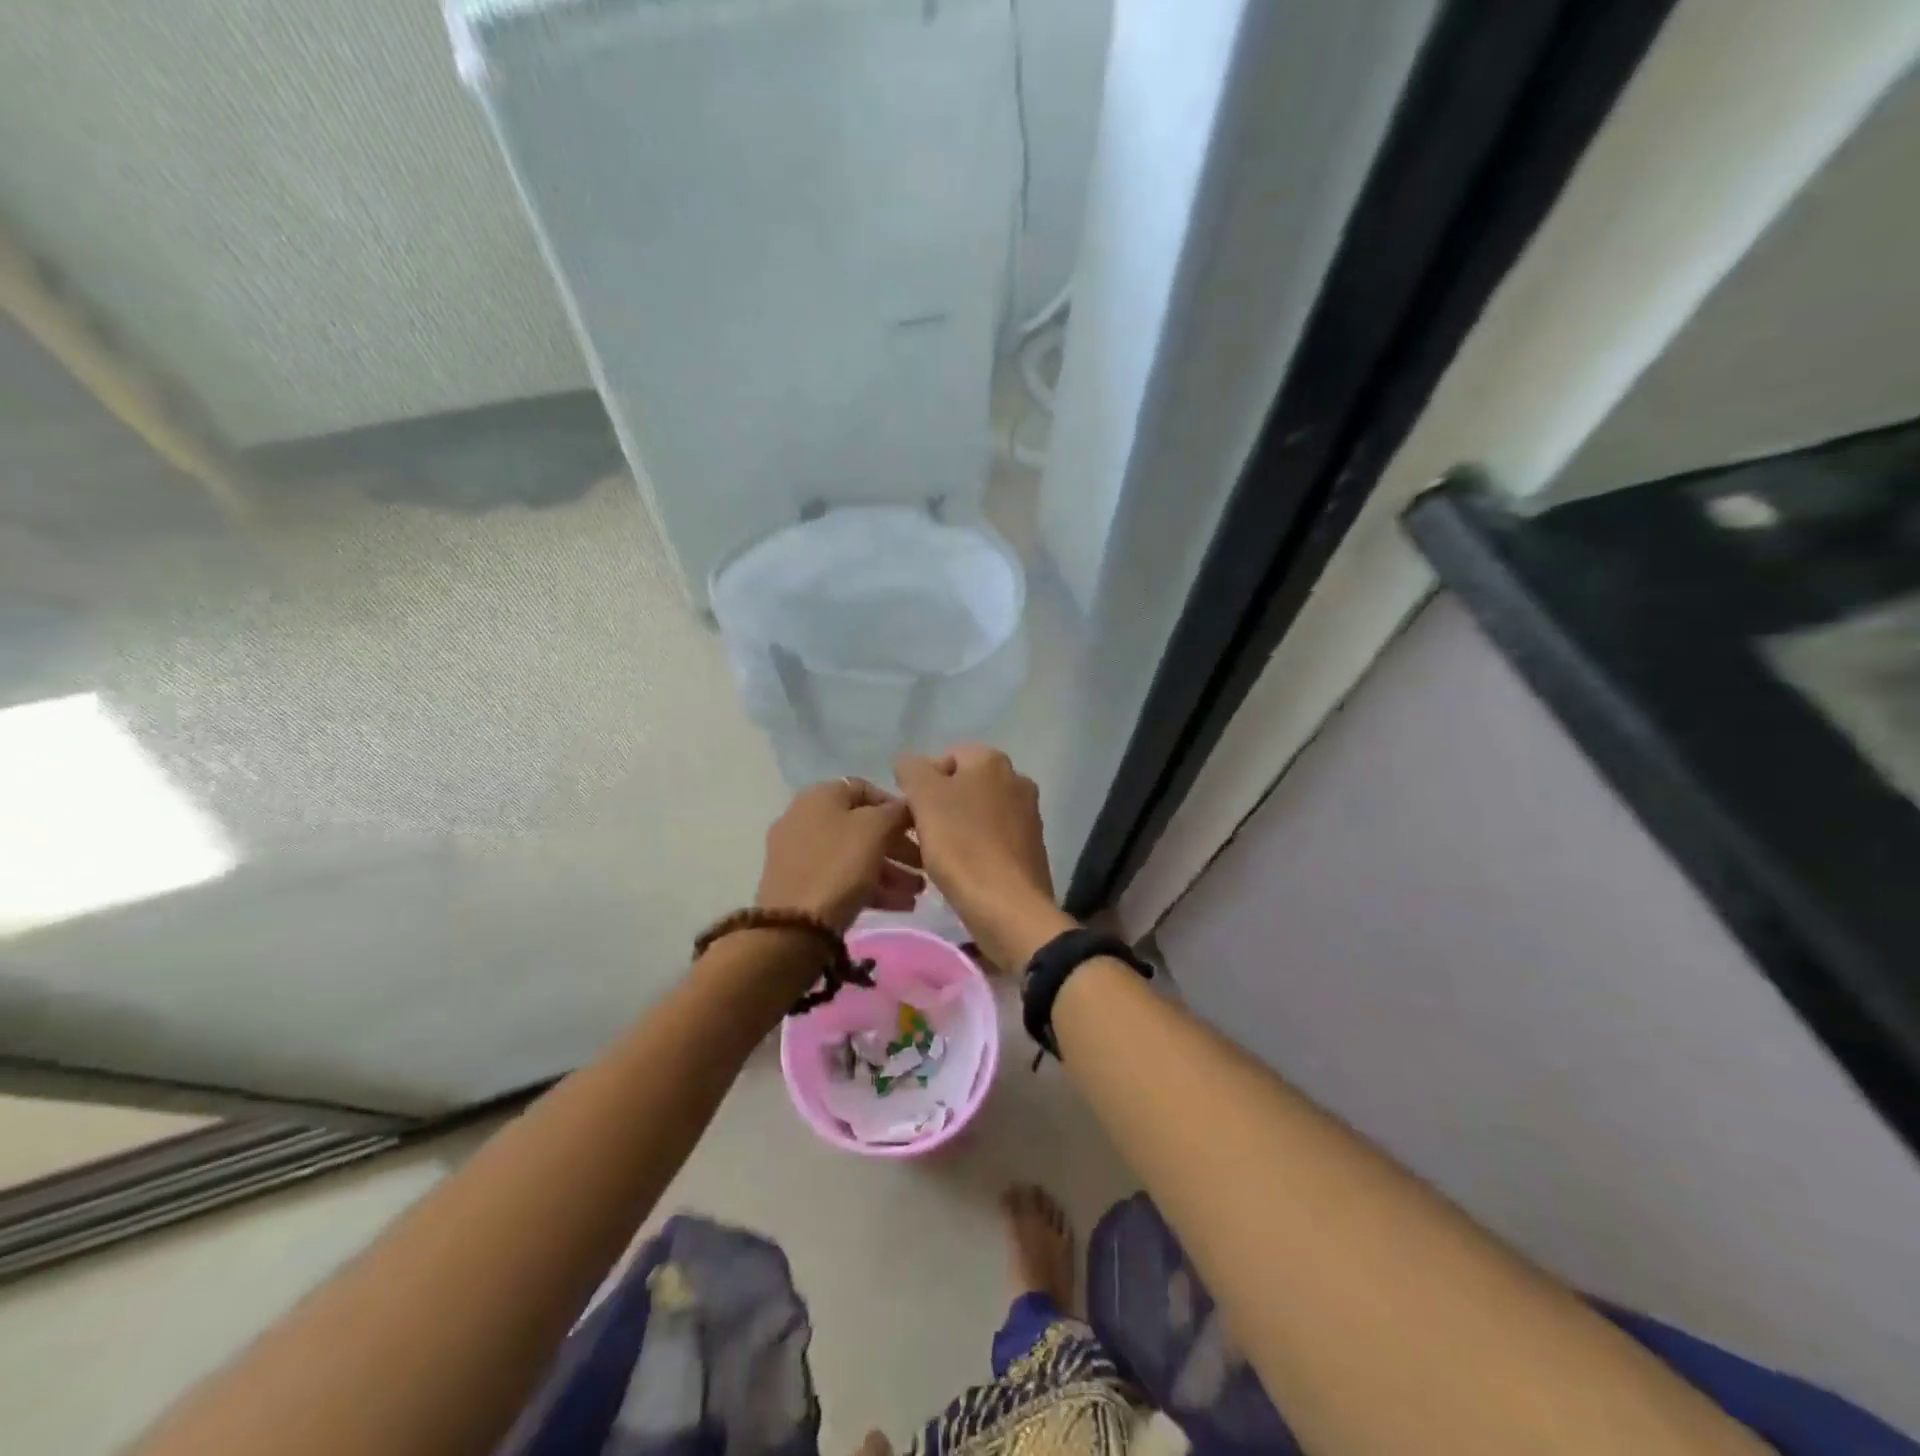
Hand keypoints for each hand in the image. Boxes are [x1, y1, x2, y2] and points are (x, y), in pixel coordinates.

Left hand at [757, 778, 924, 932]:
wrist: (794, 926)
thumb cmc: (839, 865)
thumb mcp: (876, 829)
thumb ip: (897, 811)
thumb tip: (907, 806)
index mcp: (820, 796)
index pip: (866, 789)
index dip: (896, 806)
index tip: (919, 828)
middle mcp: (806, 818)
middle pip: (862, 826)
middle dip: (898, 846)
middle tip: (924, 865)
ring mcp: (800, 853)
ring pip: (855, 855)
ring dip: (891, 871)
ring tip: (917, 892)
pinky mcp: (801, 884)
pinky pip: (843, 877)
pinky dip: (871, 886)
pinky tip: (901, 905)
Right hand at [894, 745, 1071, 971]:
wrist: (1008, 906)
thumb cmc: (961, 845)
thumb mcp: (924, 797)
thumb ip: (912, 769)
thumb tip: (912, 765)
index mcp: (992, 760)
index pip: (946, 756)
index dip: (923, 783)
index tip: (913, 813)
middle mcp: (1017, 778)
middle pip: (965, 784)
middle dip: (942, 805)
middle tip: (923, 834)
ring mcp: (1029, 813)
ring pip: (980, 811)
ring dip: (959, 826)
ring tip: (942, 855)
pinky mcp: (1033, 846)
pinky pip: (995, 837)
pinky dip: (978, 847)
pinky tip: (966, 869)